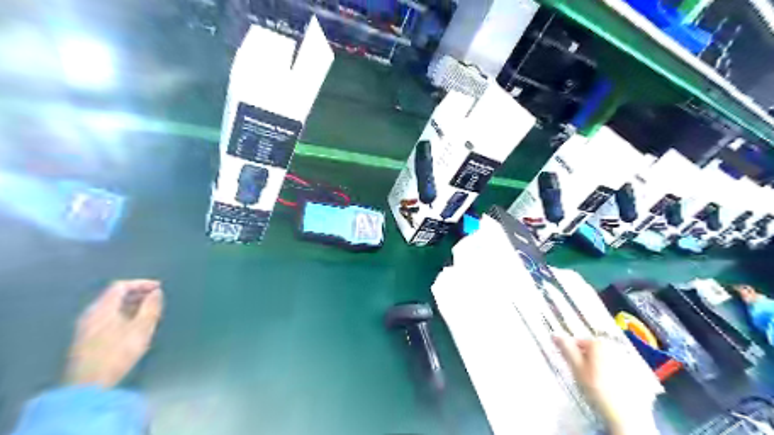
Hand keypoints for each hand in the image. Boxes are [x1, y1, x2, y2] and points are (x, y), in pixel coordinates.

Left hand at [65, 281, 162, 388]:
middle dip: (136, 294)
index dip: (141, 283)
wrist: (88, 385)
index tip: (158, 288)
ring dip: (130, 305)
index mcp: (102, 308)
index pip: (120, 286)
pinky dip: (122, 314)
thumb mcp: (142, 328)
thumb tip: (156, 292)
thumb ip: (151, 307)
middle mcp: (90, 314)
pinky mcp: (85, 339)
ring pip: (110, 307)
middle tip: (155, 299)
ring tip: (148, 311)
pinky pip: (106, 317)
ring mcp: (85, 327)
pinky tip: (133, 325)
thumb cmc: (119, 353)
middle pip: (114, 296)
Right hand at [554, 336, 654, 434]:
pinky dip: (613, 375)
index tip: (571, 367)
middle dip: (586, 359)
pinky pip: (618, 369)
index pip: (578, 342)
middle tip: (583, 376)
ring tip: (597, 384)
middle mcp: (614, 346)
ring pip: (606, 359)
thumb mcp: (576, 368)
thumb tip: (554, 334)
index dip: (572, 354)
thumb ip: (566, 349)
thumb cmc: (597, 388)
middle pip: (593, 350)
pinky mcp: (637, 373)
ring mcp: (627, 360)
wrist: (627, 414)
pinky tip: (611, 388)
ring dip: (599, 366)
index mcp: (598, 343)